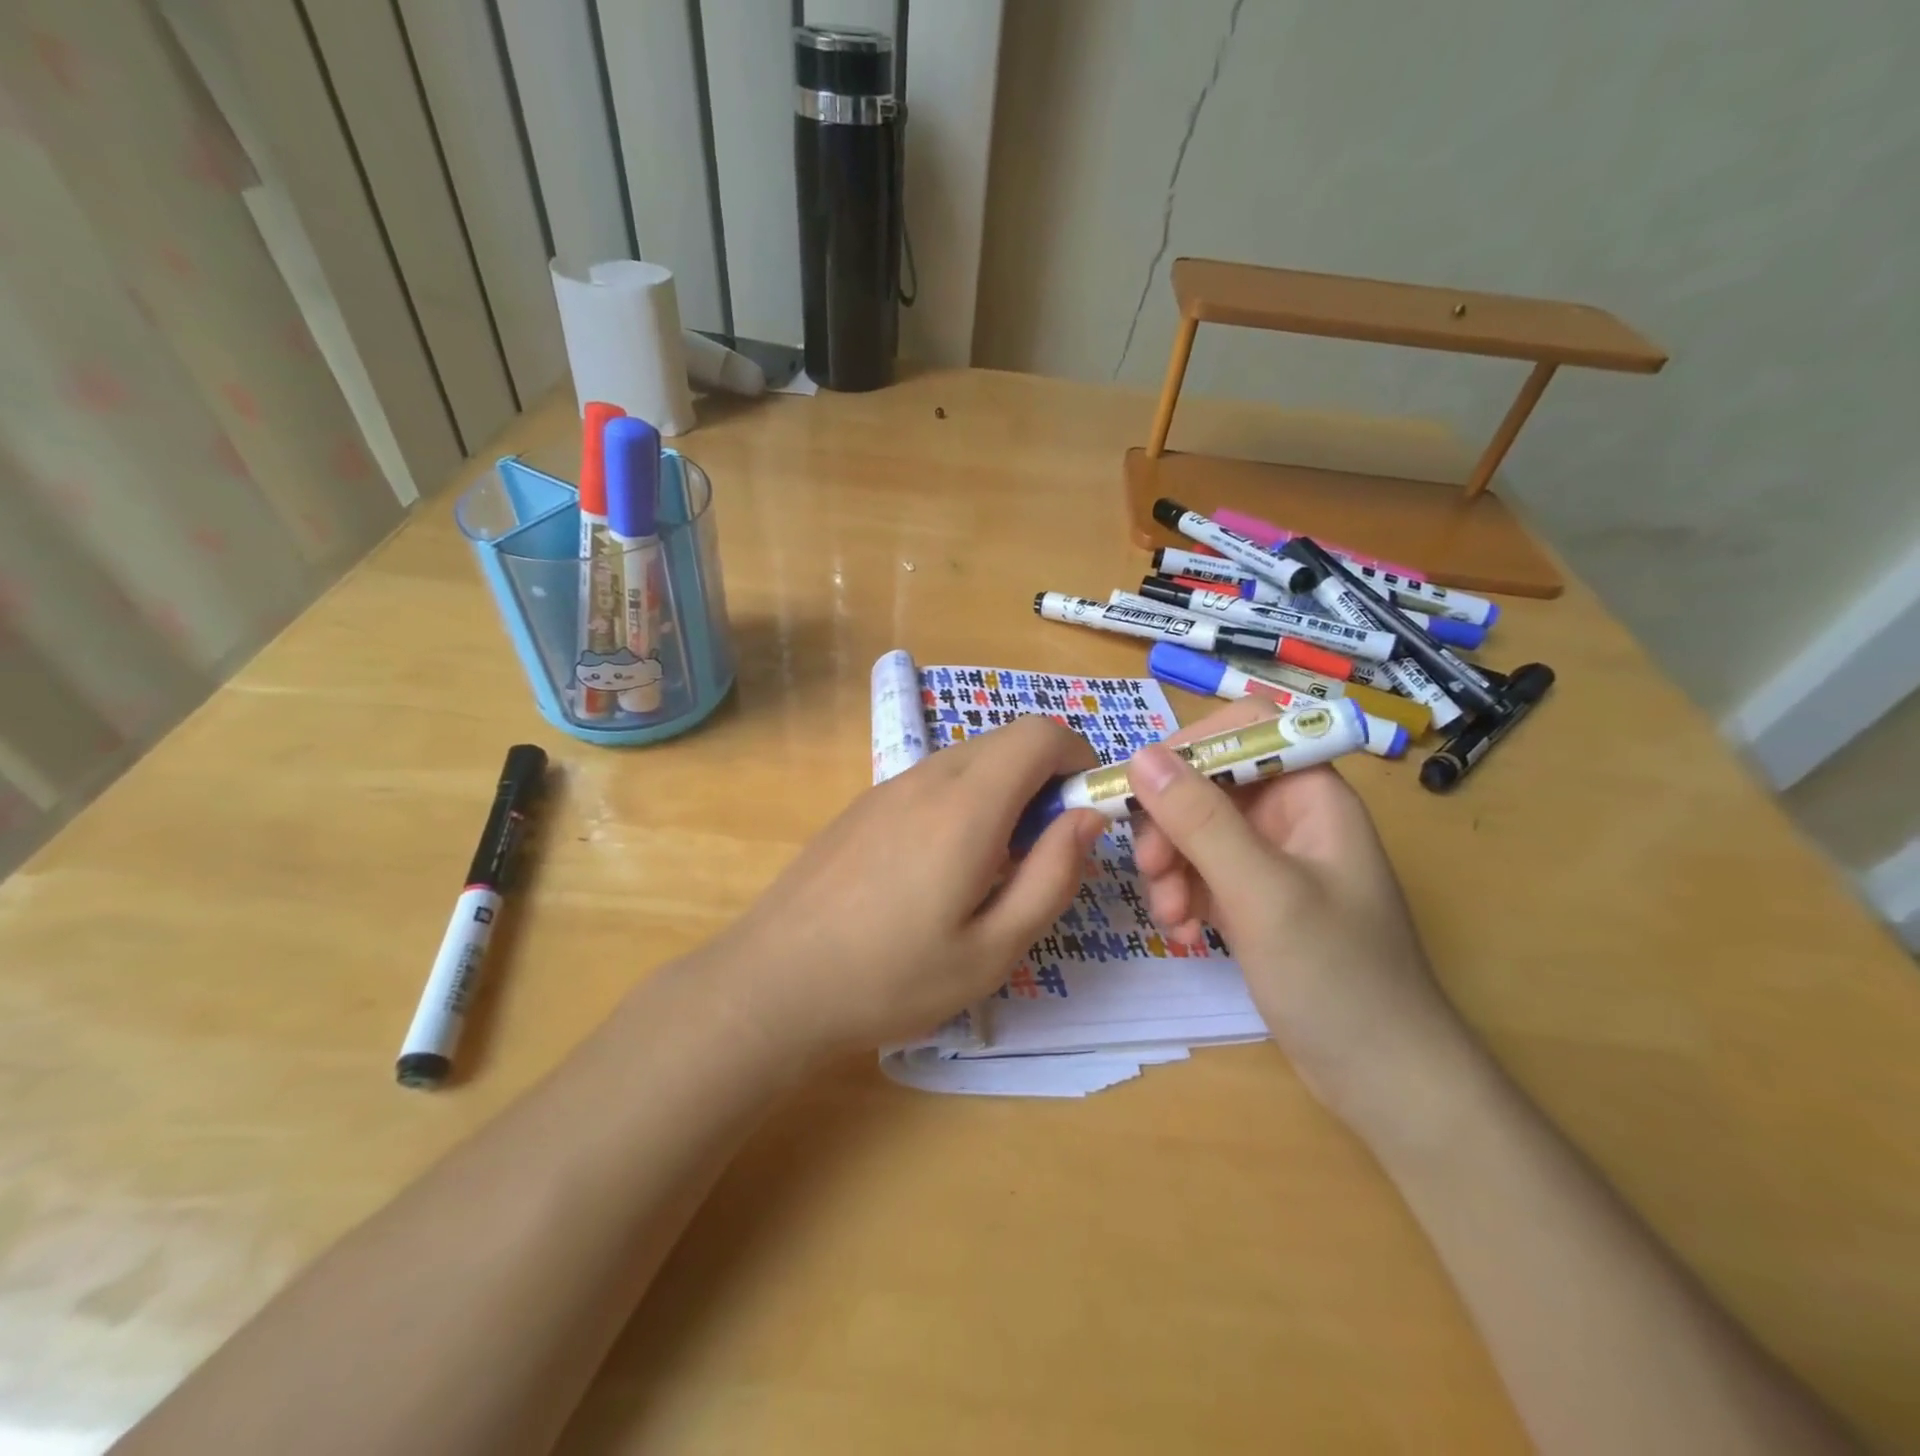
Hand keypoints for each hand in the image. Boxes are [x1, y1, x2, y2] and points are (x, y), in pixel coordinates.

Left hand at [710, 716, 1105, 1056]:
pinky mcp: (863, 806)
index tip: (1083, 811)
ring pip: (968, 761)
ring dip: (1002, 794)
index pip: (1040, 733)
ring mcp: (887, 787)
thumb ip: (1052, 876)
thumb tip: (1086, 817)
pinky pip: (931, 782)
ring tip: (988, 870)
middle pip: (1006, 742)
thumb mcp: (993, 949)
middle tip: (1039, 854)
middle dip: (1044, 779)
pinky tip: (936, 872)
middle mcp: (927, 778)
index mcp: (966, 806)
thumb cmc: (892, 978)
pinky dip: (962, 802)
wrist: (772, 983)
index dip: (1078, 757)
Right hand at [1127, 699, 1468, 1127]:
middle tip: (1153, 870)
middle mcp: (1291, 814)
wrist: (1384, 1080)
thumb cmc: (1337, 978)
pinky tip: (1184, 930)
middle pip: (1208, 781)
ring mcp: (1271, 857)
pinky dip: (1183, 893)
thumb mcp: (1262, 893)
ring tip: (1170, 915)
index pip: (1244, 728)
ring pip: (1195, 828)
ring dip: (1171, 865)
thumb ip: (1201, 821)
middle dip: (1171, 823)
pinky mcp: (1255, 896)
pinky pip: (1201, 870)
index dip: (1190, 748)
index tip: (1143, 789)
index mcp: (1312, 793)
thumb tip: (1141, 756)